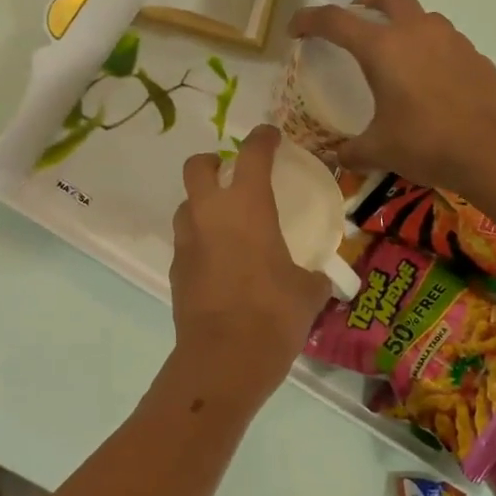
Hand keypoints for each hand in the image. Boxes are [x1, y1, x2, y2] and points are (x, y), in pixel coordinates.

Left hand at [170, 126, 330, 406]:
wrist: (224, 358)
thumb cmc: (274, 314)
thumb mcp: (309, 291)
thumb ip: (314, 275)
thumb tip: (319, 277)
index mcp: (247, 206)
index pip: (251, 154)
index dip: (262, 138)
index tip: (271, 136)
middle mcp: (210, 214)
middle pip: (196, 166)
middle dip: (212, 161)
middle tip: (232, 173)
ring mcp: (187, 241)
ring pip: (186, 204)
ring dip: (203, 203)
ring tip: (227, 222)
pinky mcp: (176, 269)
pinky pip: (187, 240)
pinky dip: (201, 240)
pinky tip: (221, 262)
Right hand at [289, 0, 495, 194]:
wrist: (493, 151)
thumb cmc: (426, 144)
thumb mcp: (378, 151)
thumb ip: (351, 150)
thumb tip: (336, 157)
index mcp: (383, 48)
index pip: (336, 21)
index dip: (309, 20)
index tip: (296, 28)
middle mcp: (417, 32)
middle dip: (366, 0)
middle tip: (356, 22)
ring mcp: (451, 40)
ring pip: (421, 16)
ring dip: (403, 27)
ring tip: (396, 59)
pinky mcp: (475, 56)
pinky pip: (445, 43)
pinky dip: (430, 52)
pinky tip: (429, 84)